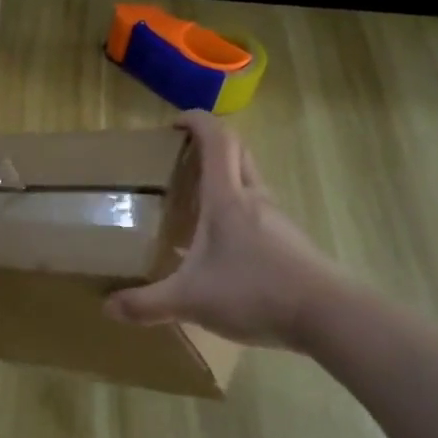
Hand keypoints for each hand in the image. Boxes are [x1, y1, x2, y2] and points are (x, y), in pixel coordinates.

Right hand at [105, 112, 344, 350]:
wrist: (328, 316)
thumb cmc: (254, 292)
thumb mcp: (189, 300)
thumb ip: (146, 303)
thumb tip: (109, 307)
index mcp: (227, 199)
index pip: (217, 140)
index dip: (197, 122)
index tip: (174, 124)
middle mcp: (254, 200)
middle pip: (237, 154)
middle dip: (210, 147)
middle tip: (180, 162)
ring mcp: (277, 220)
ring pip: (249, 184)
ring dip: (224, 182)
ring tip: (194, 208)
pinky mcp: (290, 243)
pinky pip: (258, 214)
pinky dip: (237, 215)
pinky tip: (220, 249)